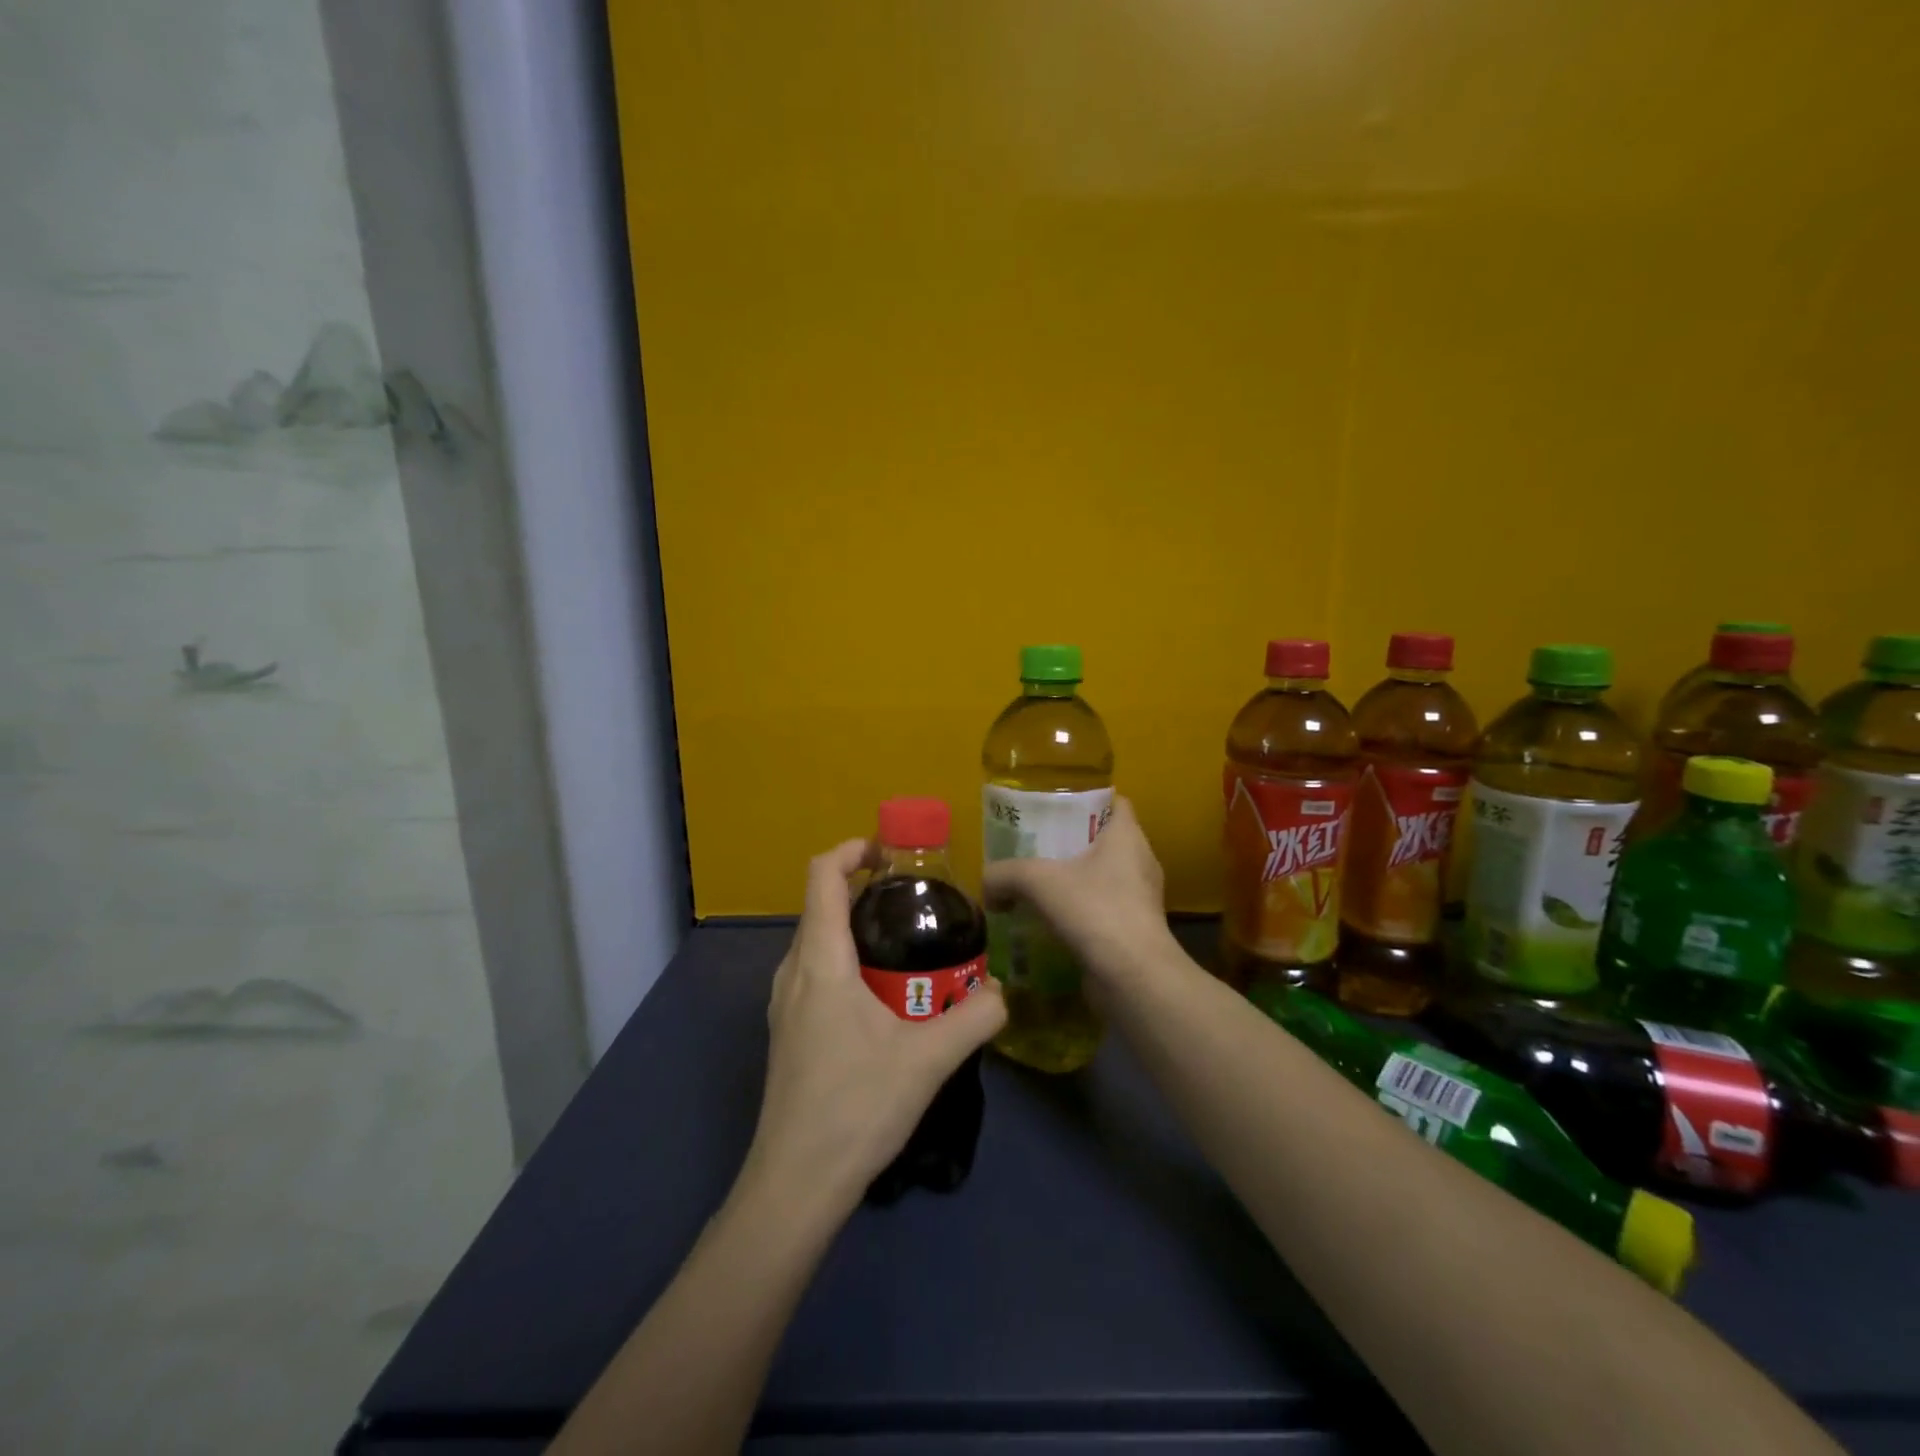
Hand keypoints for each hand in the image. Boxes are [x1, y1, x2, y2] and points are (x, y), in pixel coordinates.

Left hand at [744, 839, 1006, 1211]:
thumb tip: (1004, 991)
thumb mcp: (928, 1059)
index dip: (852, 850)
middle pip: (821, 905)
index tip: (891, 854)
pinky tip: (884, 997)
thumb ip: (975, 1017)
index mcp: (820, 961)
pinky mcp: (788, 1031)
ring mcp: (784, 1004)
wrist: (795, 1184)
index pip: (821, 875)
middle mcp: (792, 971)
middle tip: (917, 904)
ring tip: (907, 946)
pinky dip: (847, 960)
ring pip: (818, 941)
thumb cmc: (856, 1107)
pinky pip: (815, 972)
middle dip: (866, 891)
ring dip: (857, 928)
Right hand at [980, 797, 1173, 979]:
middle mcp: (1140, 862)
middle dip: (1070, 842)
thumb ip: (1005, 874)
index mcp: (1127, 836)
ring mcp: (1141, 899)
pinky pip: (1103, 911)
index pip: (1114, 801)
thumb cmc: (1095, 910)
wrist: (1133, 978)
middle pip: (1104, 840)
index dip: (1087, 798)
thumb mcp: (1038, 881)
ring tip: (1037, 887)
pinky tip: (1050, 923)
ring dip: (1073, 882)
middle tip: (1034, 846)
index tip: (1055, 806)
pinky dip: (1079, 914)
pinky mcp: (1135, 932)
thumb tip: (987, 886)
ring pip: (1103, 878)